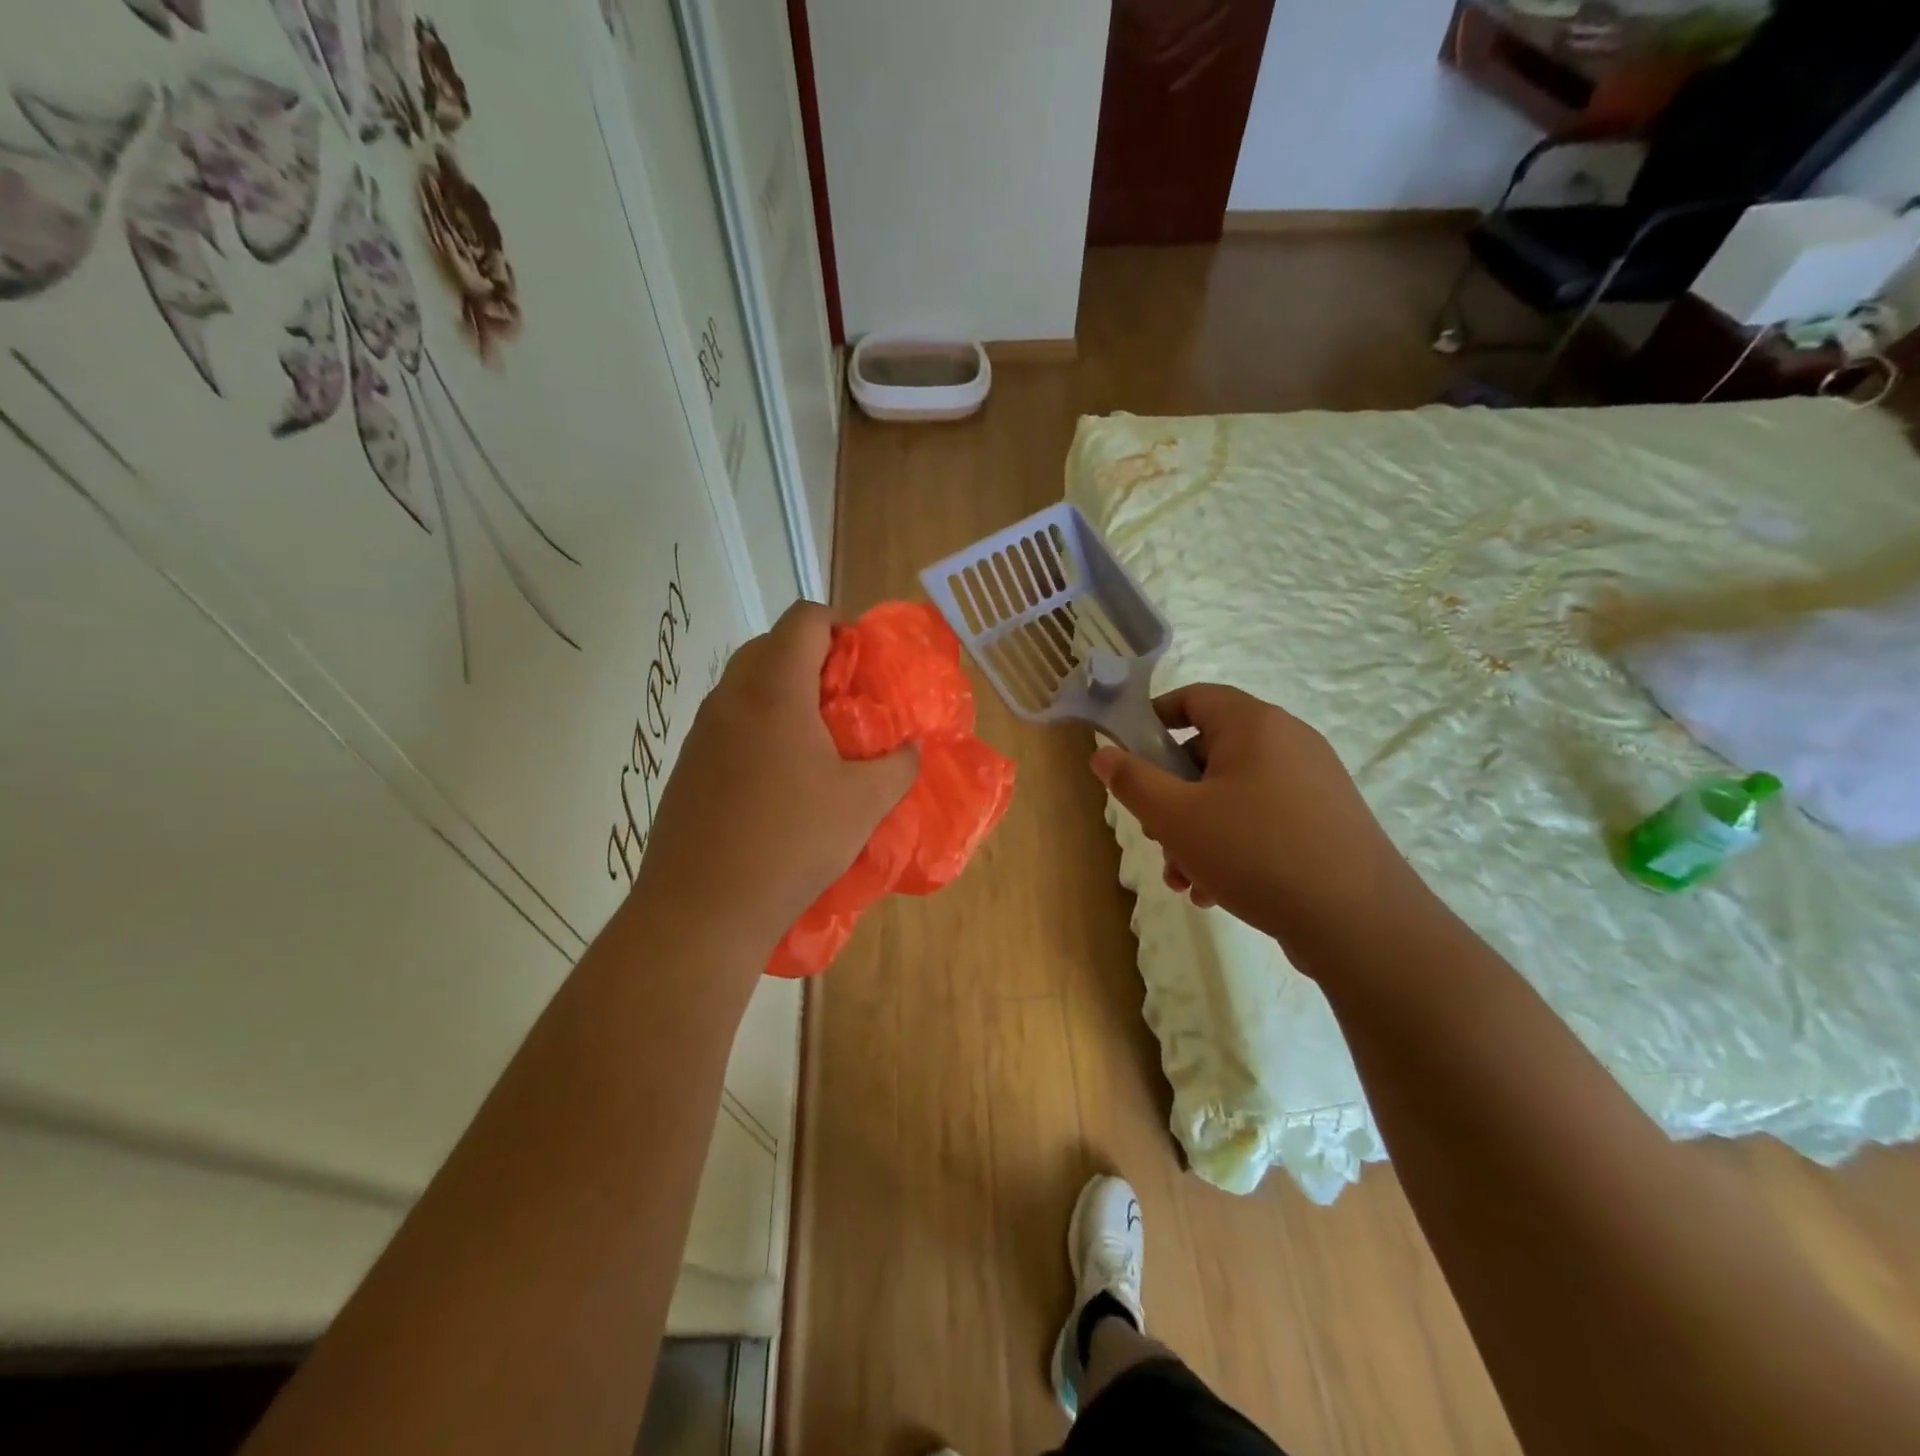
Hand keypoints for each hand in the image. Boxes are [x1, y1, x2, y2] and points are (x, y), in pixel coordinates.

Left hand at [635, 603, 917, 965]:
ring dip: (786, 693)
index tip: (867, 663)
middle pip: (772, 644)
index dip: (842, 625)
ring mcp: (701, 731)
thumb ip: (898, 765)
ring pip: (747, 684)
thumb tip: (911, 748)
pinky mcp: (687, 764)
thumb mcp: (864, 804)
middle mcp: (730, 697)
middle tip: (848, 700)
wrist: (703, 908)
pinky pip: (730, 721)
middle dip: (815, 659)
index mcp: (774, 690)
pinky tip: (782, 777)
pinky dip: (761, 725)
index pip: (804, 619)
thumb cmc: (791, 842)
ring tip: (819, 740)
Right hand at [1091, 684, 1422, 967]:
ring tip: (1183, 879)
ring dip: (1196, 832)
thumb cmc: (1255, 852)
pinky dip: (1233, 846)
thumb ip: (1132, 781)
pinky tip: (1216, 892)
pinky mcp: (1326, 821)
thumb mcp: (1176, 817)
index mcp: (1254, 725)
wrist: (1359, 921)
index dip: (1153, 720)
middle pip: (1209, 753)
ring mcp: (1313, 783)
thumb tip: (1103, 754)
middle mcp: (1288, 742)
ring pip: (1233, 795)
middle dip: (1172, 797)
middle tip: (1156, 835)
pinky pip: (1263, 820)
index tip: (1129, 756)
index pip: (1194, 697)